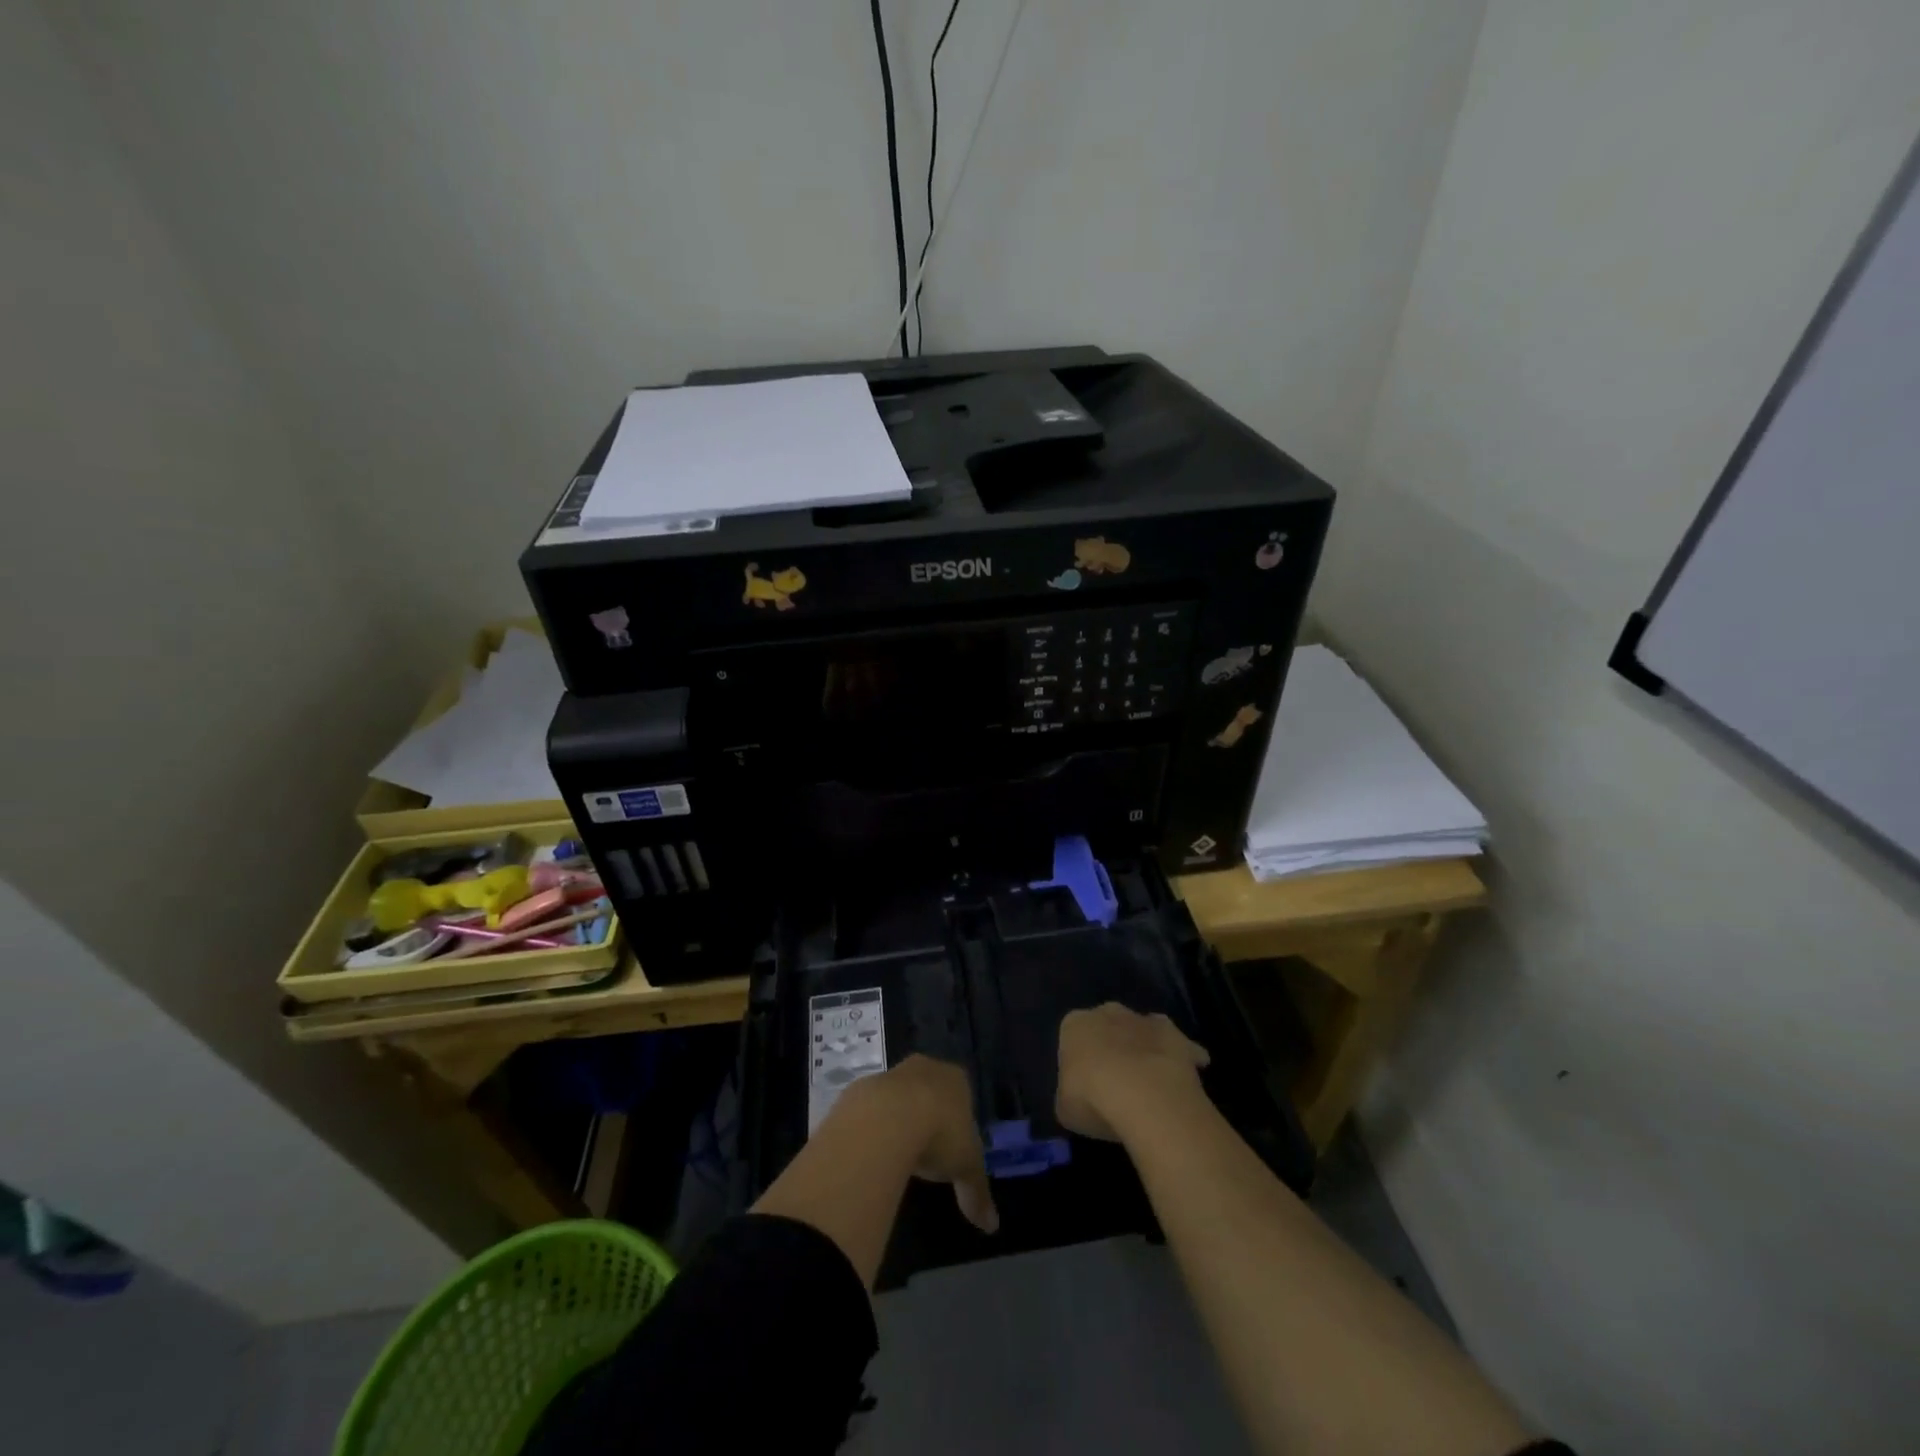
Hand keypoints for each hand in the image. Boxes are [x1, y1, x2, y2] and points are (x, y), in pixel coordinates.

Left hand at [848, 1055, 998, 1234]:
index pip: (962, 1092)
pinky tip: (874, 1151)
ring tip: (899, 1154)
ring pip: (900, 1095)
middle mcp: (926, 1067)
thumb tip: (992, 1225)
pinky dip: (874, 1126)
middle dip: (929, 1113)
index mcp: (956, 1079)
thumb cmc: (939, 1135)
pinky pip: (872, 1107)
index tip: (955, 1143)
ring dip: (899, 1118)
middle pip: (930, 1089)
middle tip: (928, 1148)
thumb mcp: (966, 1168)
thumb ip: (978, 1193)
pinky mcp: (863, 1087)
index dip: (960, 1118)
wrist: (885, 1120)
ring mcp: (892, 1073)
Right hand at [1057, 1003, 1210, 1141]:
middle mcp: (1108, 1013)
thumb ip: (1070, 1095)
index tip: (1084, 1084)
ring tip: (1149, 1084)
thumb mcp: (1065, 1107)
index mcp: (1075, 1024)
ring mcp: (1144, 1020)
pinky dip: (1182, 1058)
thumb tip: (1078, 1098)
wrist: (1144, 1095)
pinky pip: (1178, 1046)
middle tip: (1116, 1081)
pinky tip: (1182, 1081)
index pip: (1072, 1036)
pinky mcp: (1176, 1035)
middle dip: (1113, 1046)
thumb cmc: (1092, 1099)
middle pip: (1109, 1026)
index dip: (1079, 1061)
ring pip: (1143, 1031)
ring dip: (1145, 1049)